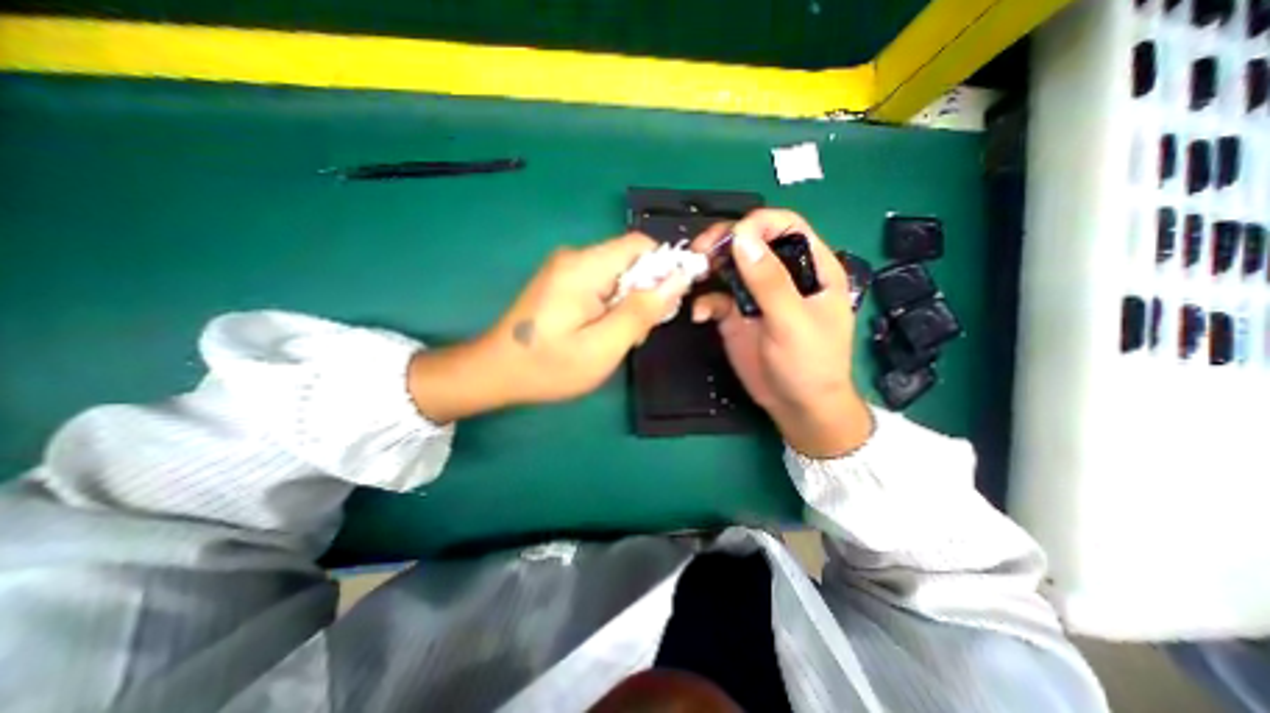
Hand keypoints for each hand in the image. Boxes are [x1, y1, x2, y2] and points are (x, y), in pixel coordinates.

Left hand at [409, 234, 690, 423]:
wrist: (495, 372)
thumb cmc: (549, 366)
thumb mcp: (603, 346)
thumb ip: (641, 311)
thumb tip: (677, 280)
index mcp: (585, 267)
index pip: (640, 245)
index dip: (663, 269)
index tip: (666, 305)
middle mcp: (575, 258)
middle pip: (630, 261)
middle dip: (644, 293)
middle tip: (636, 332)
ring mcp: (566, 269)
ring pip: (618, 275)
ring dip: (628, 304)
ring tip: (616, 338)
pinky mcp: (562, 282)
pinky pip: (601, 285)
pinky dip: (612, 306)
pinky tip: (602, 332)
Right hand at [693, 208, 873, 460]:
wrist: (797, 406)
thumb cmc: (810, 364)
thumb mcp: (793, 321)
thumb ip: (768, 280)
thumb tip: (742, 236)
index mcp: (811, 267)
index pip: (785, 227)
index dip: (758, 224)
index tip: (731, 237)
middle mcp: (781, 275)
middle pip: (751, 241)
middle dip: (725, 241)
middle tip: (700, 251)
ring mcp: (756, 295)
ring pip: (730, 266)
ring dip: (709, 266)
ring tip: (694, 274)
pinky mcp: (736, 315)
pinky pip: (716, 298)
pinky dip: (705, 302)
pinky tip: (700, 315)